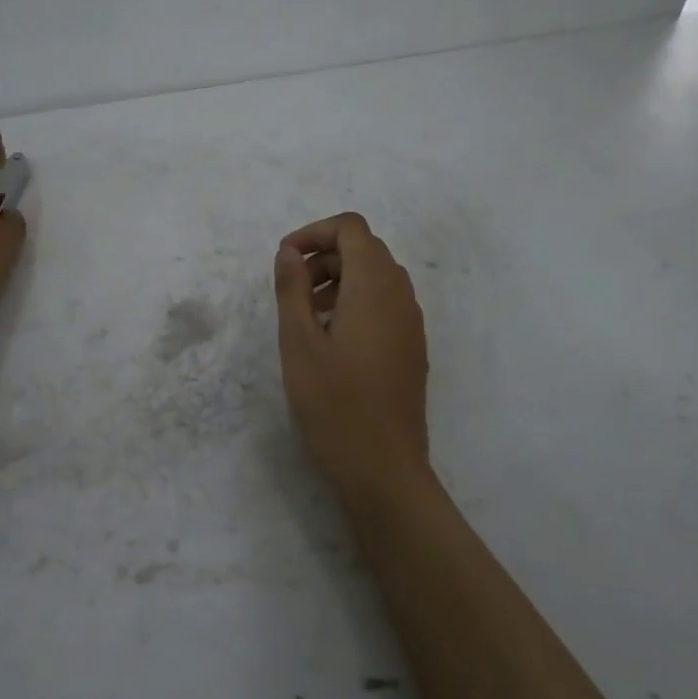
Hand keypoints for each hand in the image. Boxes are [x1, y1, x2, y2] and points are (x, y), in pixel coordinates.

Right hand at [272, 212, 431, 500]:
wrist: (385, 470)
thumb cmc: (335, 404)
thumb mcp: (299, 343)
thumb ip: (292, 289)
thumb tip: (289, 251)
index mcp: (374, 287)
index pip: (351, 228)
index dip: (315, 232)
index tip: (285, 259)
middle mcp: (400, 295)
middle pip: (365, 249)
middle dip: (325, 256)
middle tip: (292, 288)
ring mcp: (411, 322)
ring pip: (377, 276)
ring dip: (339, 278)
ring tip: (307, 313)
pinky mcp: (412, 346)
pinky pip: (386, 303)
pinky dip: (357, 300)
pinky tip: (332, 338)